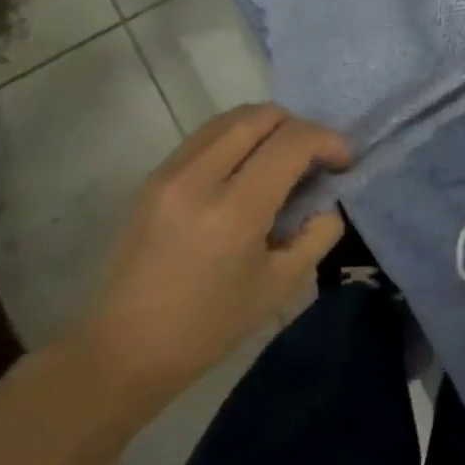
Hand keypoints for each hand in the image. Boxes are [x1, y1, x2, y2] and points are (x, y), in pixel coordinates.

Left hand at [78, 104, 348, 396]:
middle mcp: (199, 178)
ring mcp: (170, 172)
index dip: (328, 141)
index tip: (342, 162)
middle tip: (314, 160)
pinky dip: (238, 138)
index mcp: (234, 210)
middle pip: (262, 115)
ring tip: (282, 161)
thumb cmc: (208, 326)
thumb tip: (328, 201)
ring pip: (232, 117)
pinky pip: (207, 135)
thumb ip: (317, 234)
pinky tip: (247, 170)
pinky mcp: (154, 177)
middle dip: (300, 127)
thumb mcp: (280, 286)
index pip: (292, 141)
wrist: (122, 349)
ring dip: (268, 128)